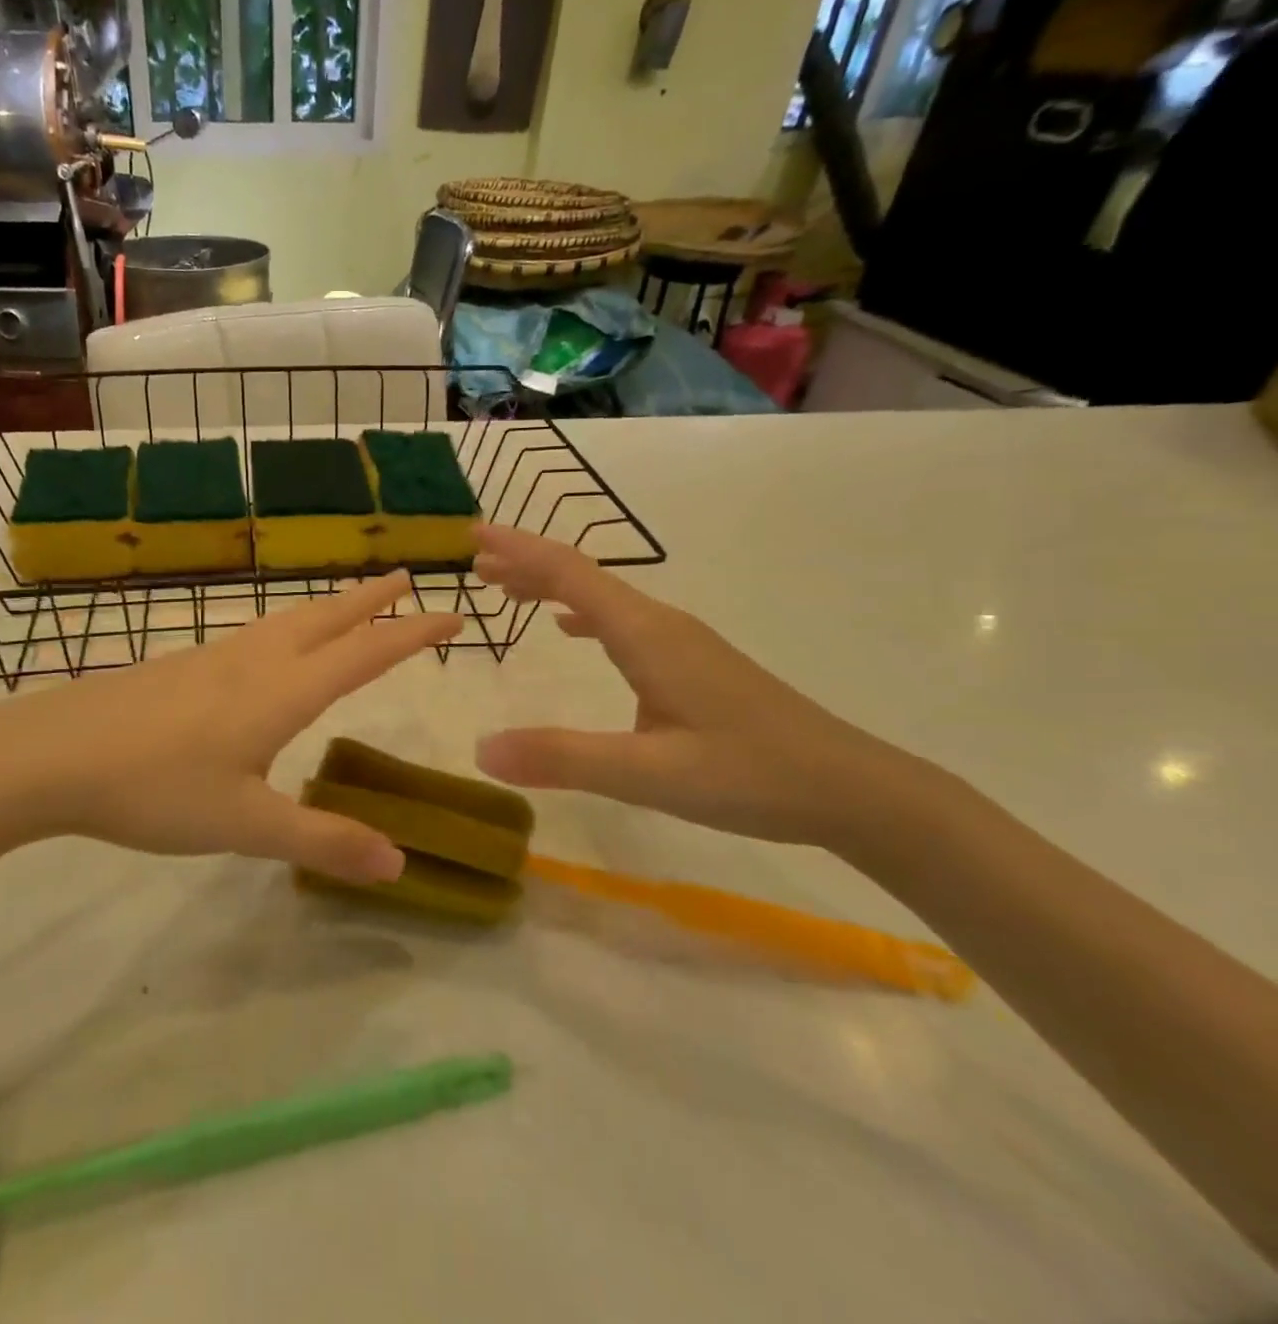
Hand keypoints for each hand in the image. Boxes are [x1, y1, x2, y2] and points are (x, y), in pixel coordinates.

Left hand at [0, 571, 461, 882]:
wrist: (52, 754)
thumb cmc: (155, 788)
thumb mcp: (244, 825)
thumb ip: (322, 840)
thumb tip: (400, 864)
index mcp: (282, 691)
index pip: (366, 653)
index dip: (413, 633)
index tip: (454, 615)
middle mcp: (255, 660)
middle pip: (327, 618)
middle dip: (372, 599)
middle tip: (406, 578)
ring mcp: (214, 657)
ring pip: (288, 619)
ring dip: (329, 607)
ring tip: (349, 606)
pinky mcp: (183, 664)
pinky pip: (254, 633)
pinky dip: (288, 625)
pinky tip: (271, 646)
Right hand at [470, 524, 951, 852]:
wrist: (851, 789)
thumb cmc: (751, 775)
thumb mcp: (648, 774)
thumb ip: (563, 758)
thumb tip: (480, 750)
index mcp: (646, 634)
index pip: (570, 575)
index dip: (519, 550)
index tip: (473, 534)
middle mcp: (661, 625)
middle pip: (582, 577)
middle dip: (526, 563)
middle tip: (475, 562)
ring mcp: (680, 642)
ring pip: (601, 599)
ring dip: (550, 587)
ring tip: (505, 589)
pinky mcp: (691, 664)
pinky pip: (620, 622)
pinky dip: (581, 613)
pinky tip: (570, 629)